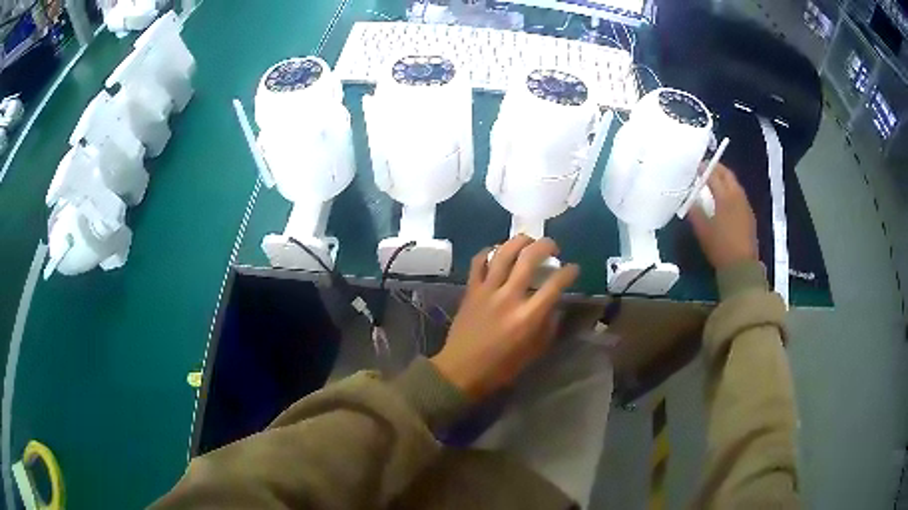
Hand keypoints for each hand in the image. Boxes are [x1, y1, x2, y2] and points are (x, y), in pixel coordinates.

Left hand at [430, 235, 578, 399]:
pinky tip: (497, 252)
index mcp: (528, 317)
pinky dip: (489, 252)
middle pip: (529, 258)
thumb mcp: (533, 352)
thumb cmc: (501, 367)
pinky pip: (478, 262)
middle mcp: (509, 297)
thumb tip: (554, 304)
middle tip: (553, 247)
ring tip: (528, 241)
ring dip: (519, 241)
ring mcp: (487, 291)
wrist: (461, 371)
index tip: (573, 268)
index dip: (569, 271)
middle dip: (546, 245)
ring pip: (503, 253)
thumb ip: (547, 326)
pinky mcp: (470, 290)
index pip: (555, 284)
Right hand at [689, 164, 757, 269]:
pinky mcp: (749, 215)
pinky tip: (726, 197)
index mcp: (724, 197)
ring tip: (716, 180)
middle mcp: (737, 197)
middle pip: (728, 175)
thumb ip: (695, 212)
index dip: (704, 169)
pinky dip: (731, 190)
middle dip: (717, 169)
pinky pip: (739, 195)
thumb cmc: (720, 247)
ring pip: (735, 184)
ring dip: (725, 179)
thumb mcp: (703, 231)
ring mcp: (745, 205)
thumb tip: (690, 200)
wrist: (741, 267)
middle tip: (707, 168)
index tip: (696, 166)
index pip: (714, 176)